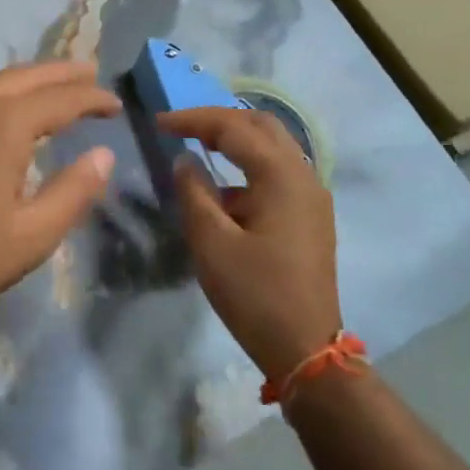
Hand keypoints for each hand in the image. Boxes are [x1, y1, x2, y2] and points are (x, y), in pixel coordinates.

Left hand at [0, 60, 118, 338]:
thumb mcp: (32, 235)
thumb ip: (74, 190)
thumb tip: (103, 155)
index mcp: (1, 123)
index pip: (59, 99)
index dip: (91, 98)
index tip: (115, 103)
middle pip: (24, 77)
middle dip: (61, 74)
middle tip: (90, 71)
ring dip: (25, 82)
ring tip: (50, 86)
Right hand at [160, 106, 342, 381]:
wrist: (306, 350)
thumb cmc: (255, 294)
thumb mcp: (212, 243)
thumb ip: (194, 192)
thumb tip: (185, 160)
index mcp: (281, 176)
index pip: (233, 128)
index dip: (193, 119)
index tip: (158, 122)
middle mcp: (303, 175)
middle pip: (260, 125)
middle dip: (218, 120)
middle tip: (181, 127)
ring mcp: (311, 196)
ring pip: (272, 147)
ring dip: (235, 140)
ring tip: (197, 146)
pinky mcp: (309, 216)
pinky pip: (277, 172)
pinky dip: (247, 165)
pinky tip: (223, 188)